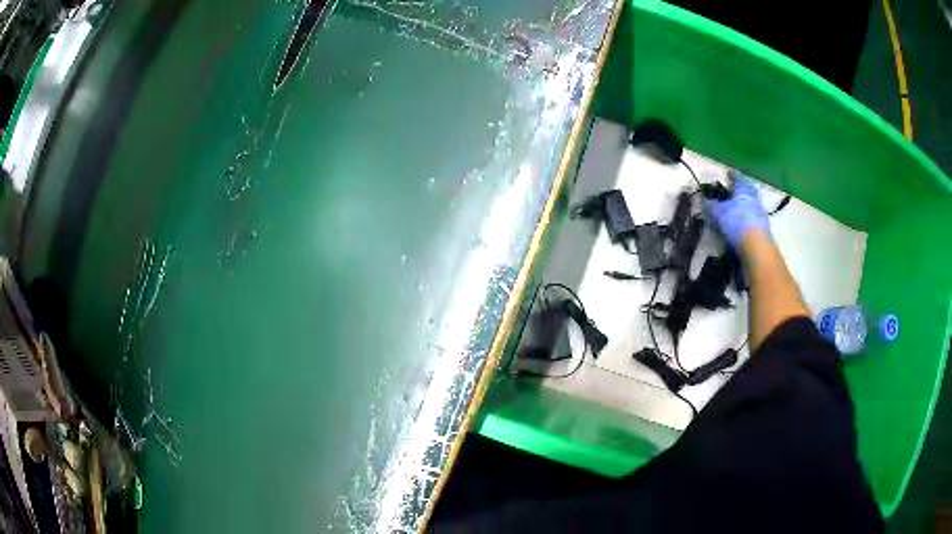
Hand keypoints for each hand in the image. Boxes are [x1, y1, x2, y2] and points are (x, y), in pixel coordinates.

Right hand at [706, 172, 768, 246]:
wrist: (757, 246)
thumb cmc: (737, 222)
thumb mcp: (719, 213)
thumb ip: (711, 205)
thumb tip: (704, 200)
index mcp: (744, 188)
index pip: (737, 177)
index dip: (731, 175)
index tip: (726, 175)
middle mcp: (754, 198)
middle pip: (744, 191)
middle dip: (737, 193)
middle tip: (728, 195)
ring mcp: (760, 213)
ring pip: (748, 206)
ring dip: (741, 208)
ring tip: (731, 213)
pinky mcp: (762, 228)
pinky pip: (751, 220)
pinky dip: (744, 221)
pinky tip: (737, 227)